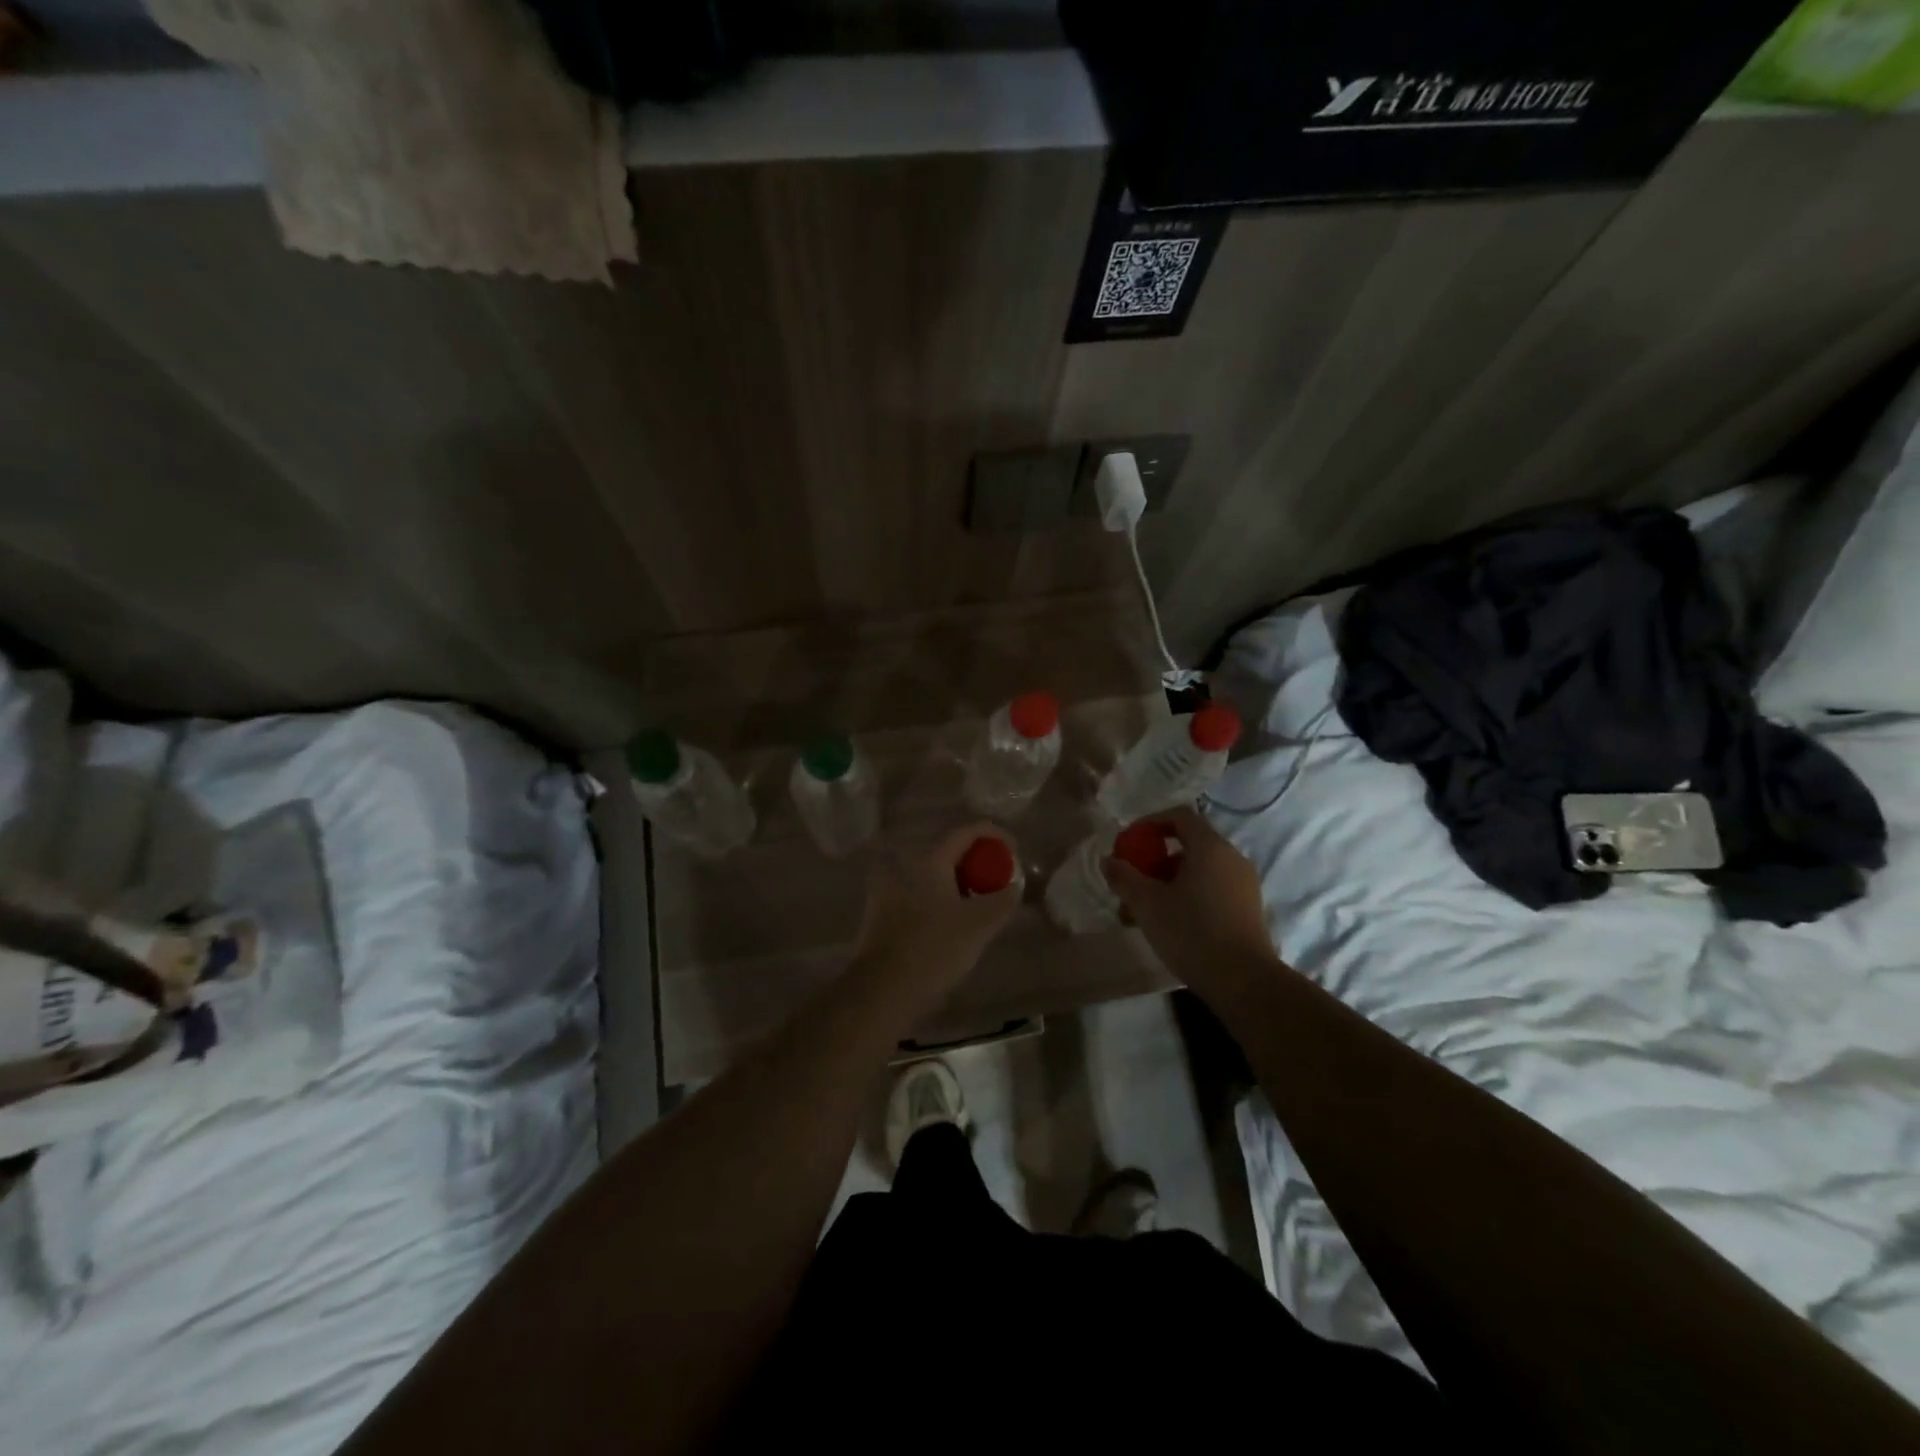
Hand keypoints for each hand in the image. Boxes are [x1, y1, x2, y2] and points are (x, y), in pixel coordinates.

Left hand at [850, 823, 1022, 1004]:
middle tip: (999, 882)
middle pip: (950, 853)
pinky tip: (952, 925)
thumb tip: (1014, 884)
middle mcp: (906, 866)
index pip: (967, 832)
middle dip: (978, 863)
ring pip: (933, 876)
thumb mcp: (980, 924)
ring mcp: (890, 889)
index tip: (1015, 852)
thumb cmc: (935, 948)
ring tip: (980, 906)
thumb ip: (1003, 899)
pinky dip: (941, 899)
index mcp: (929, 860)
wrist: (883, 989)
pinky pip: (920, 895)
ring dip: (959, 883)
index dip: (995, 836)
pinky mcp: (881, 913)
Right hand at [1102, 806, 1281, 994]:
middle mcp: (1231, 858)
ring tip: (1140, 912)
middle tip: (1130, 883)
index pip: (1180, 816)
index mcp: (1210, 847)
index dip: (1150, 823)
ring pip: (1197, 871)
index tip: (1129, 843)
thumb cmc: (1192, 932)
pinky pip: (1211, 889)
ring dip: (1166, 883)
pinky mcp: (1247, 908)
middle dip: (1154, 861)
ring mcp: (1243, 884)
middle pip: (1187, 845)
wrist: (1244, 981)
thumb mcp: (1147, 904)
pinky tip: (1167, 924)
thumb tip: (1108, 860)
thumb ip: (1124, 877)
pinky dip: (1187, 895)